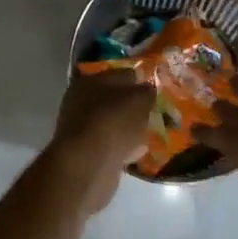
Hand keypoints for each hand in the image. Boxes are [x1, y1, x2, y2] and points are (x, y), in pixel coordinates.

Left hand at [46, 70, 155, 213]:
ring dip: (129, 128)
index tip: (156, 89)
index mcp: (90, 81)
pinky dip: (123, 147)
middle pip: (114, 100)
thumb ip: (147, 92)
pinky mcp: (86, 152)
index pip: (121, 75)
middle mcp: (81, 102)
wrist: (89, 163)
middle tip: (154, 112)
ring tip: (149, 132)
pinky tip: (138, 151)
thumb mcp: (140, 100)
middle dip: (134, 106)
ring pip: (113, 123)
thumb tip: (148, 90)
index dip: (139, 80)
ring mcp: (82, 129)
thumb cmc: (114, 122)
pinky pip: (111, 144)